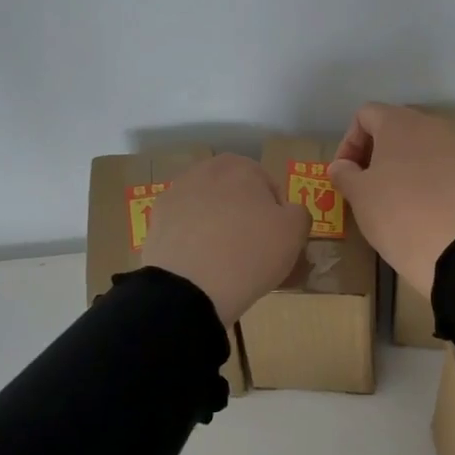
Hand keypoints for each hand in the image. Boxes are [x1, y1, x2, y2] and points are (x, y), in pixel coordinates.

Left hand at [142, 154, 309, 324]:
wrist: (189, 288)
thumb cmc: (251, 253)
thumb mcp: (295, 233)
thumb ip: (299, 213)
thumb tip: (288, 212)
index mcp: (241, 166)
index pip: (270, 187)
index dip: (277, 215)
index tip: (276, 240)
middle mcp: (205, 170)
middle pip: (235, 194)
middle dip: (244, 216)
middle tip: (253, 249)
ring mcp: (175, 194)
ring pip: (208, 209)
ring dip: (218, 227)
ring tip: (225, 261)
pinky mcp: (155, 220)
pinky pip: (186, 228)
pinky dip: (194, 241)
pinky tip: (201, 264)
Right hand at [328, 104, 454, 301]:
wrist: (452, 249)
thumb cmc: (395, 214)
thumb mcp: (358, 194)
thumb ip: (344, 172)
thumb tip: (341, 166)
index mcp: (399, 122)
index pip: (365, 115)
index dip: (348, 141)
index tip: (345, 172)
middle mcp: (430, 125)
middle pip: (394, 125)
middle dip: (374, 150)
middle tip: (363, 181)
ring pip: (418, 144)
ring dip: (399, 162)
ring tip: (390, 193)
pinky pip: (439, 163)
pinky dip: (423, 174)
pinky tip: (418, 202)